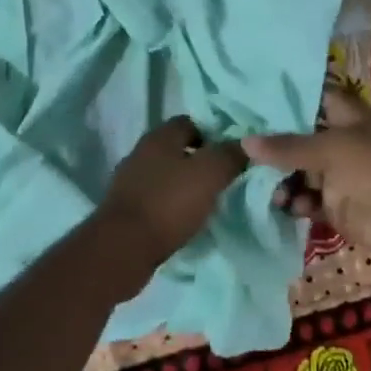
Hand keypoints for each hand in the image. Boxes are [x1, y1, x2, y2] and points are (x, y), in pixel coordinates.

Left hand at [99, 117, 247, 283]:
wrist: (123, 248)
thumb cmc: (169, 203)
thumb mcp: (210, 174)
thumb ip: (230, 155)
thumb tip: (247, 144)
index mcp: (160, 136)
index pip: (190, 122)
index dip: (212, 135)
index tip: (230, 155)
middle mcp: (141, 152)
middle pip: (177, 149)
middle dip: (199, 161)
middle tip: (223, 180)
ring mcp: (129, 181)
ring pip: (165, 175)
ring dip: (184, 185)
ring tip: (207, 203)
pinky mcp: (125, 208)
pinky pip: (155, 199)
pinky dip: (170, 206)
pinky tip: (184, 221)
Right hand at [244, 88, 370, 271]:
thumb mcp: (331, 151)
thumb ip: (288, 147)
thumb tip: (244, 142)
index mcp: (343, 116)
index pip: (309, 96)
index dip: (282, 97)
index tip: (247, 99)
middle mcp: (338, 141)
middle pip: (297, 137)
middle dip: (271, 144)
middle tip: (236, 150)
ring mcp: (337, 175)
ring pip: (299, 172)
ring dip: (281, 180)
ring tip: (268, 191)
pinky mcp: (337, 206)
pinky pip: (307, 200)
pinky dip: (295, 203)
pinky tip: (286, 208)